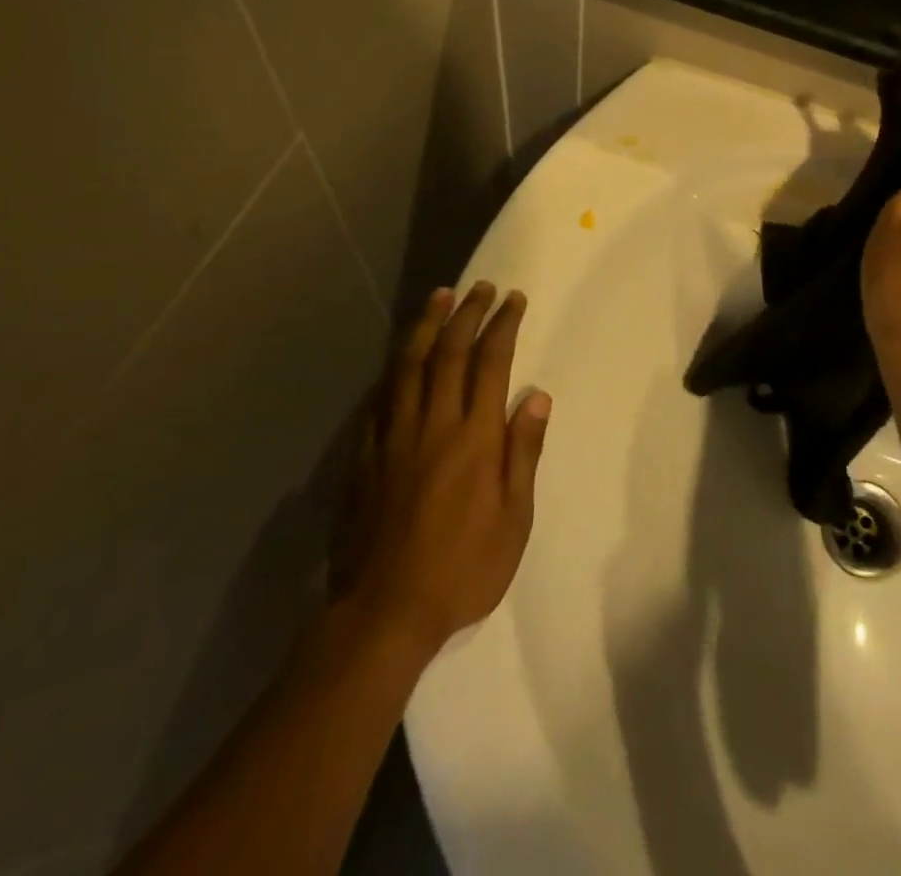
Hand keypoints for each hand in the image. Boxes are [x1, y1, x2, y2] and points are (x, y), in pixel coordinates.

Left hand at [328, 283, 550, 658]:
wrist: (384, 612)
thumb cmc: (463, 568)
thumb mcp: (514, 519)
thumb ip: (523, 453)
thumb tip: (536, 398)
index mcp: (474, 438)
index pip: (491, 363)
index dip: (502, 325)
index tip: (514, 300)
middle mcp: (432, 425)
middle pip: (448, 353)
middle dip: (467, 314)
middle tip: (481, 287)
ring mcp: (392, 438)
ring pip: (407, 366)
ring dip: (425, 326)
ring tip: (439, 297)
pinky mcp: (364, 456)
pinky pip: (377, 399)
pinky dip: (391, 370)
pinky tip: (398, 357)